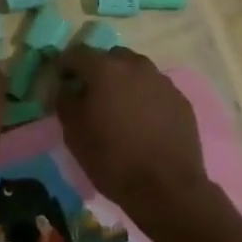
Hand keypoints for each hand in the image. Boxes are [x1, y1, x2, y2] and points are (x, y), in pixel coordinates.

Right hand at [55, 46, 213, 229]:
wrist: (167, 188)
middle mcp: (135, 66)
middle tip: (93, 95)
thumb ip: (66, 101)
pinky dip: (146, 98)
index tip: (61, 80)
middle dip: (99, 70)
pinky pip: (156, 90)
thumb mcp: (74, 134)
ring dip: (125, 83)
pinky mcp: (180, 100)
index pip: (77, 53)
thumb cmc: (113, 159)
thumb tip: (68, 88)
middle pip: (111, 57)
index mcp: (105, 69)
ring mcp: (162, 81)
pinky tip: (144, 122)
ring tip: (121, 109)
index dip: (65, 65)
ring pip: (136, 71)